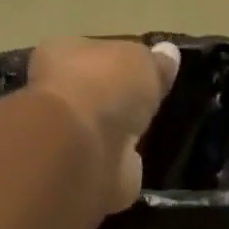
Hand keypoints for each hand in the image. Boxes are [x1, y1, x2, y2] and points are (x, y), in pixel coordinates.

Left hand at [28, 37, 180, 212]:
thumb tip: (169, 54)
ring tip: (149, 135)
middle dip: (114, 102)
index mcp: (61, 55)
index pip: (87, 53)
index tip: (139, 71)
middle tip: (146, 105)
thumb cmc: (105, 87)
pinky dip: (122, 166)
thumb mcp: (142, 61)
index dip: (112, 62)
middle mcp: (58, 98)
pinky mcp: (85, 175)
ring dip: (117, 136)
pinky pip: (109, 165)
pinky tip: (142, 164)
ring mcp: (70, 141)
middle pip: (92, 96)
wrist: (86, 149)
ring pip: (100, 133)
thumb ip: (155, 62)